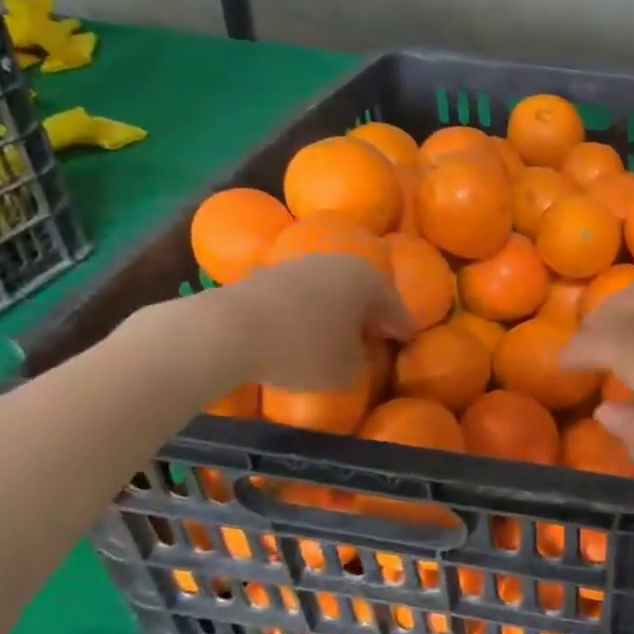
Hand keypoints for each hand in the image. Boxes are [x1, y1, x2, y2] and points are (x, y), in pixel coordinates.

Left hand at [132, 254, 411, 395]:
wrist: (227, 330)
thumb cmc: (302, 349)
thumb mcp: (346, 370)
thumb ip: (362, 360)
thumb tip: (356, 353)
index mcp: (369, 281)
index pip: (396, 307)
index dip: (402, 328)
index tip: (406, 342)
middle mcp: (339, 262)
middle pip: (363, 291)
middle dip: (370, 313)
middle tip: (376, 336)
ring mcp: (300, 264)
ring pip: (330, 289)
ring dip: (336, 310)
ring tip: (336, 335)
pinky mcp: (267, 273)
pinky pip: (301, 295)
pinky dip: (307, 311)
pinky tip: (301, 331)